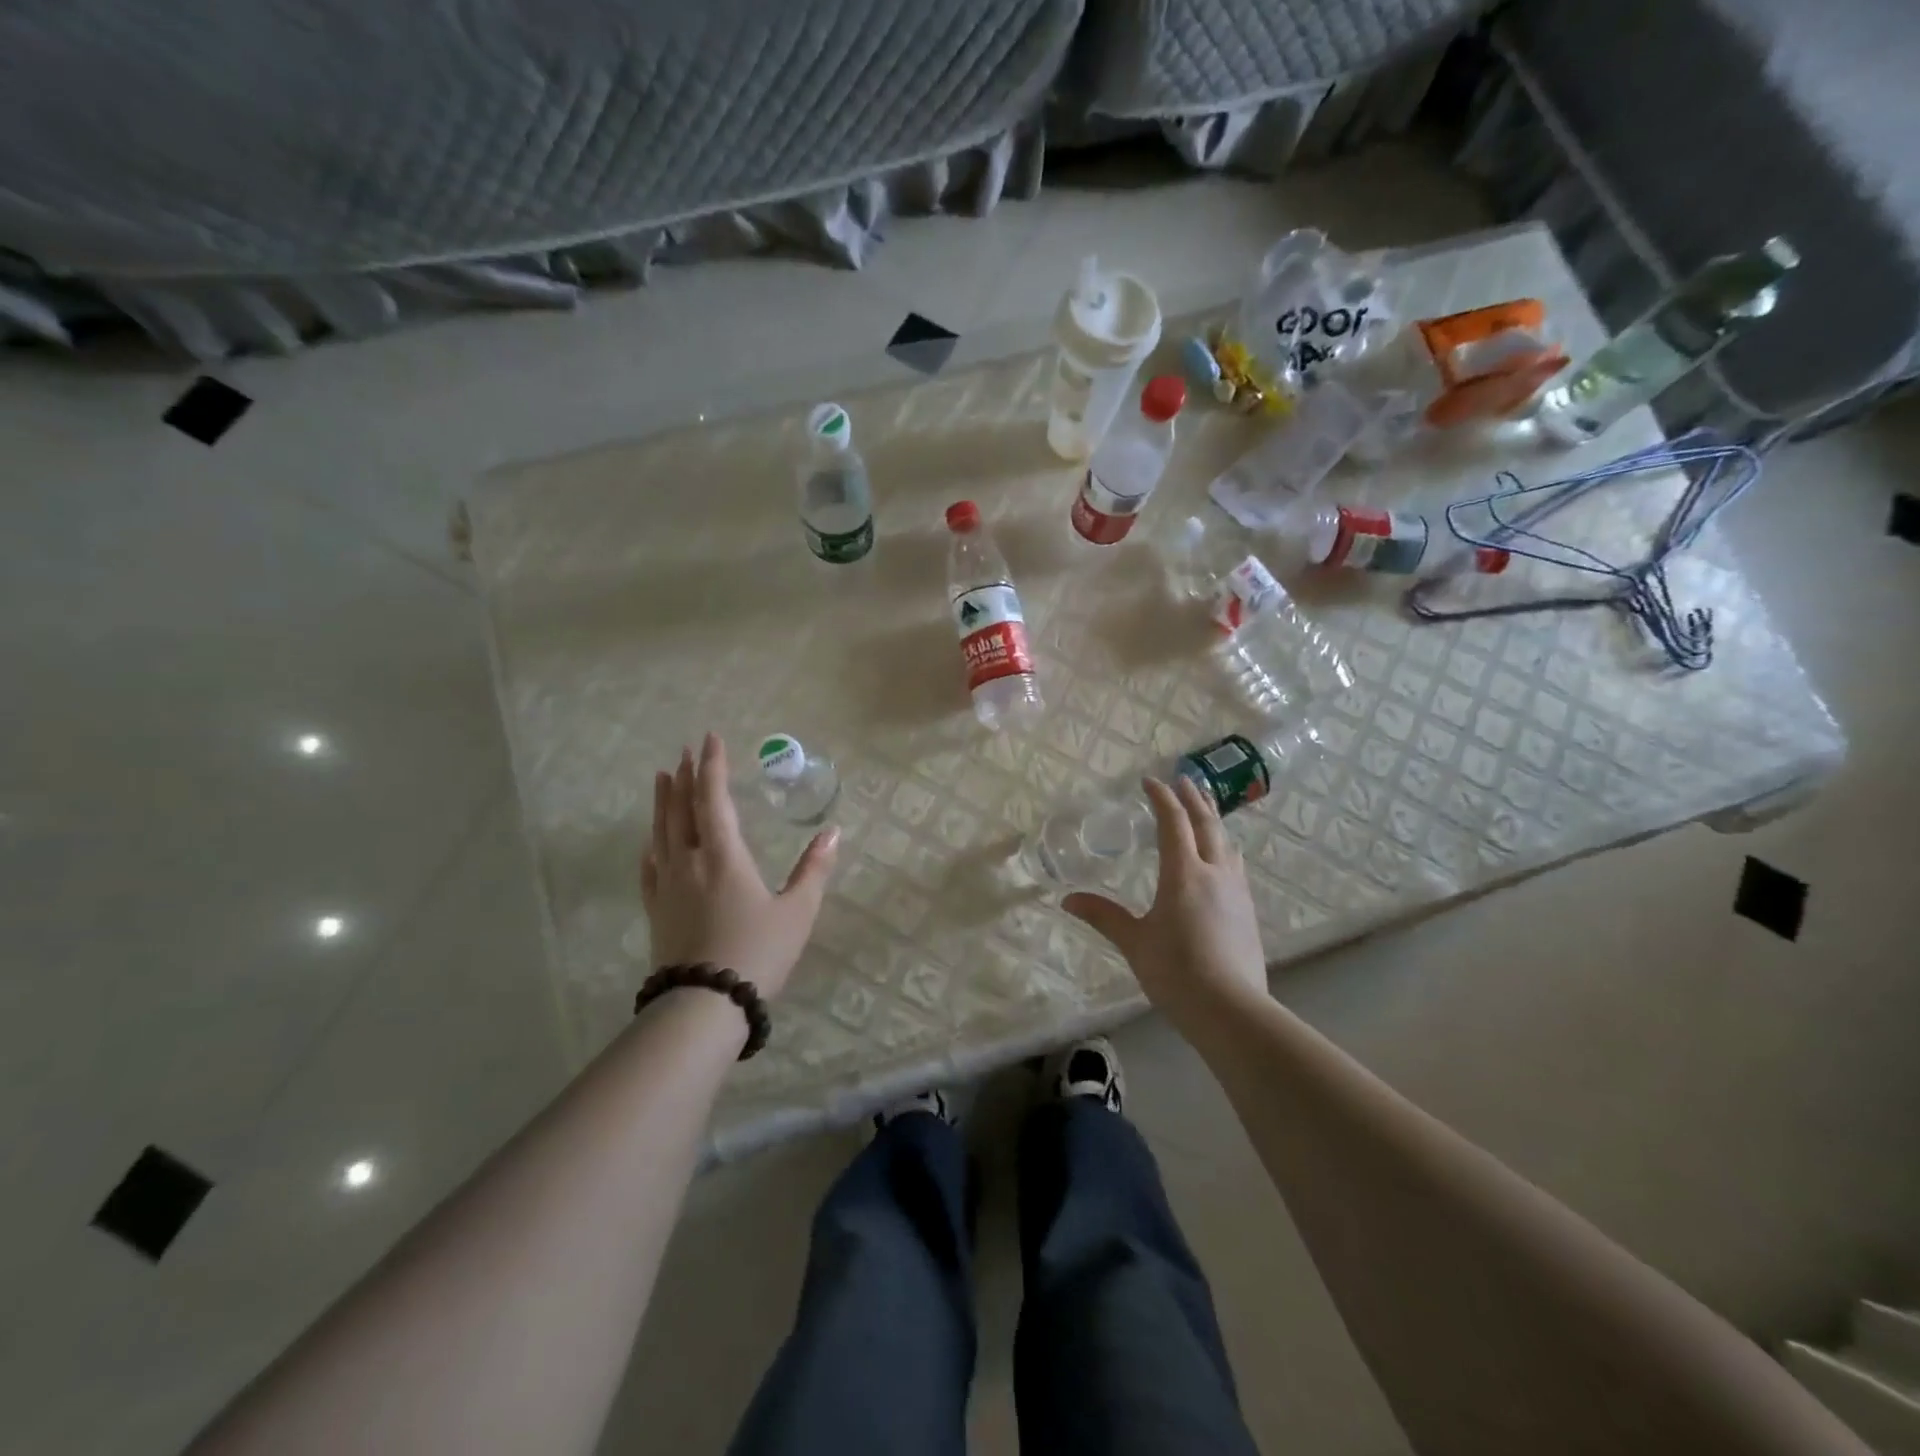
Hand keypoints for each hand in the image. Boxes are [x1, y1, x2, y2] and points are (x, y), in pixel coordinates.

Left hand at [641, 733, 838, 998]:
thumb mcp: (798, 911)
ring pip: (661, 832)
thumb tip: (834, 832)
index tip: (711, 739)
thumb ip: (815, 869)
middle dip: (684, 776)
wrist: (705, 1004)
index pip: (714, 798)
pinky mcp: (656, 909)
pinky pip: (648, 867)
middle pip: (681, 809)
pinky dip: (651, 845)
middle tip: (684, 751)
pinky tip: (651, 841)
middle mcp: (689, 861)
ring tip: (660, 777)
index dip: (712, 766)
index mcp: (724, 855)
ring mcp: (667, 885)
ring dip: (663, 801)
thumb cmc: (758, 952)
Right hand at [1063, 776, 1268, 1034]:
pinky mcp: (1248, 911)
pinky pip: (1235, 866)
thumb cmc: (1175, 971)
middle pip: (1207, 824)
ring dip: (1214, 821)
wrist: (1231, 1009)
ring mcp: (1236, 891)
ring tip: (1205, 811)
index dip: (1161, 798)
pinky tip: (1222, 860)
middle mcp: (1214, 872)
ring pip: (1227, 843)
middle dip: (1194, 799)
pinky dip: (1224, 848)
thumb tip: (1068, 899)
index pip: (1173, 822)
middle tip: (1184, 780)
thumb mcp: (1134, 941)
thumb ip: (1103, 916)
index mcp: (1183, 873)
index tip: (1150, 781)